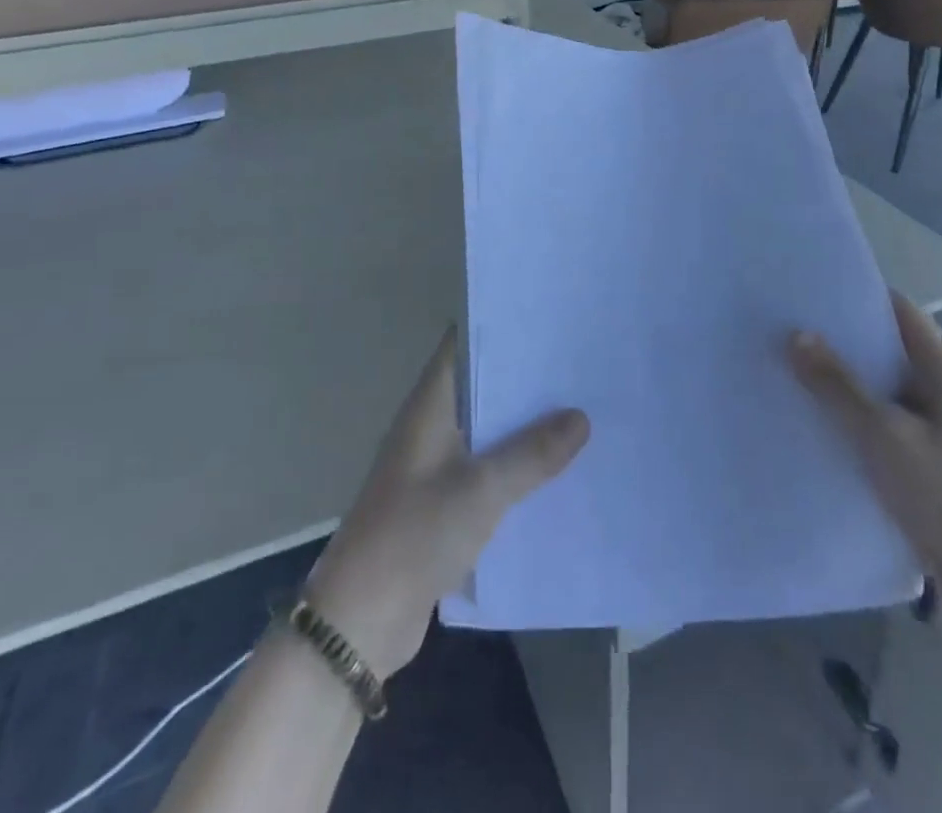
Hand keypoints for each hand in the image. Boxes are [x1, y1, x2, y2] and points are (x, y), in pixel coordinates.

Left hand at [304, 330, 588, 677]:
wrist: (361, 621)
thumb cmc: (415, 535)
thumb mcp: (482, 490)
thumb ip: (533, 453)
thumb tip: (581, 416)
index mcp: (430, 406)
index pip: (463, 344)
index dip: (500, 327)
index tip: (547, 319)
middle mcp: (430, 426)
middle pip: (480, 387)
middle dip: (524, 377)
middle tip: (577, 363)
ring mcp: (434, 466)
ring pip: (486, 431)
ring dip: (523, 424)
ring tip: (579, 408)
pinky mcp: (441, 503)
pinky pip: (486, 470)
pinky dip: (515, 465)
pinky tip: (555, 469)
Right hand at [789, 296, 941, 636]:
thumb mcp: (886, 435)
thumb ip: (838, 385)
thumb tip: (797, 334)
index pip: (894, 309)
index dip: (851, 295)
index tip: (801, 291)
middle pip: (884, 351)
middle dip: (836, 343)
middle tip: (779, 334)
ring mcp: (941, 432)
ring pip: (881, 395)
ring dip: (841, 389)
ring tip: (784, 378)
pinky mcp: (933, 470)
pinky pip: (885, 433)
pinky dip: (854, 427)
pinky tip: (813, 433)